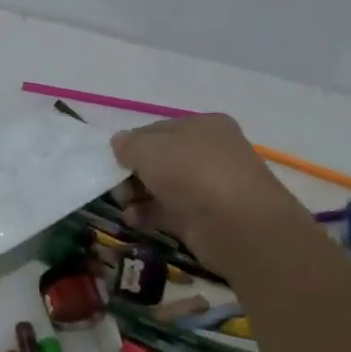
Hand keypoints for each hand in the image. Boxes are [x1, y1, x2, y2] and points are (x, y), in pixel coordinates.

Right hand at [112, 115, 311, 274]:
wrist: (238, 225)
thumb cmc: (193, 173)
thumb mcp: (150, 148)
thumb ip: (129, 144)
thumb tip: (119, 143)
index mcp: (203, 126)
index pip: (157, 130)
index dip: (131, 144)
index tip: (112, 160)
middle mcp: (209, 153)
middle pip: (158, 160)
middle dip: (132, 173)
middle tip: (117, 187)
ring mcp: (208, 187)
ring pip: (161, 186)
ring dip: (137, 195)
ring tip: (124, 205)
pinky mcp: (204, 218)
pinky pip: (167, 211)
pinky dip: (148, 214)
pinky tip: (134, 219)